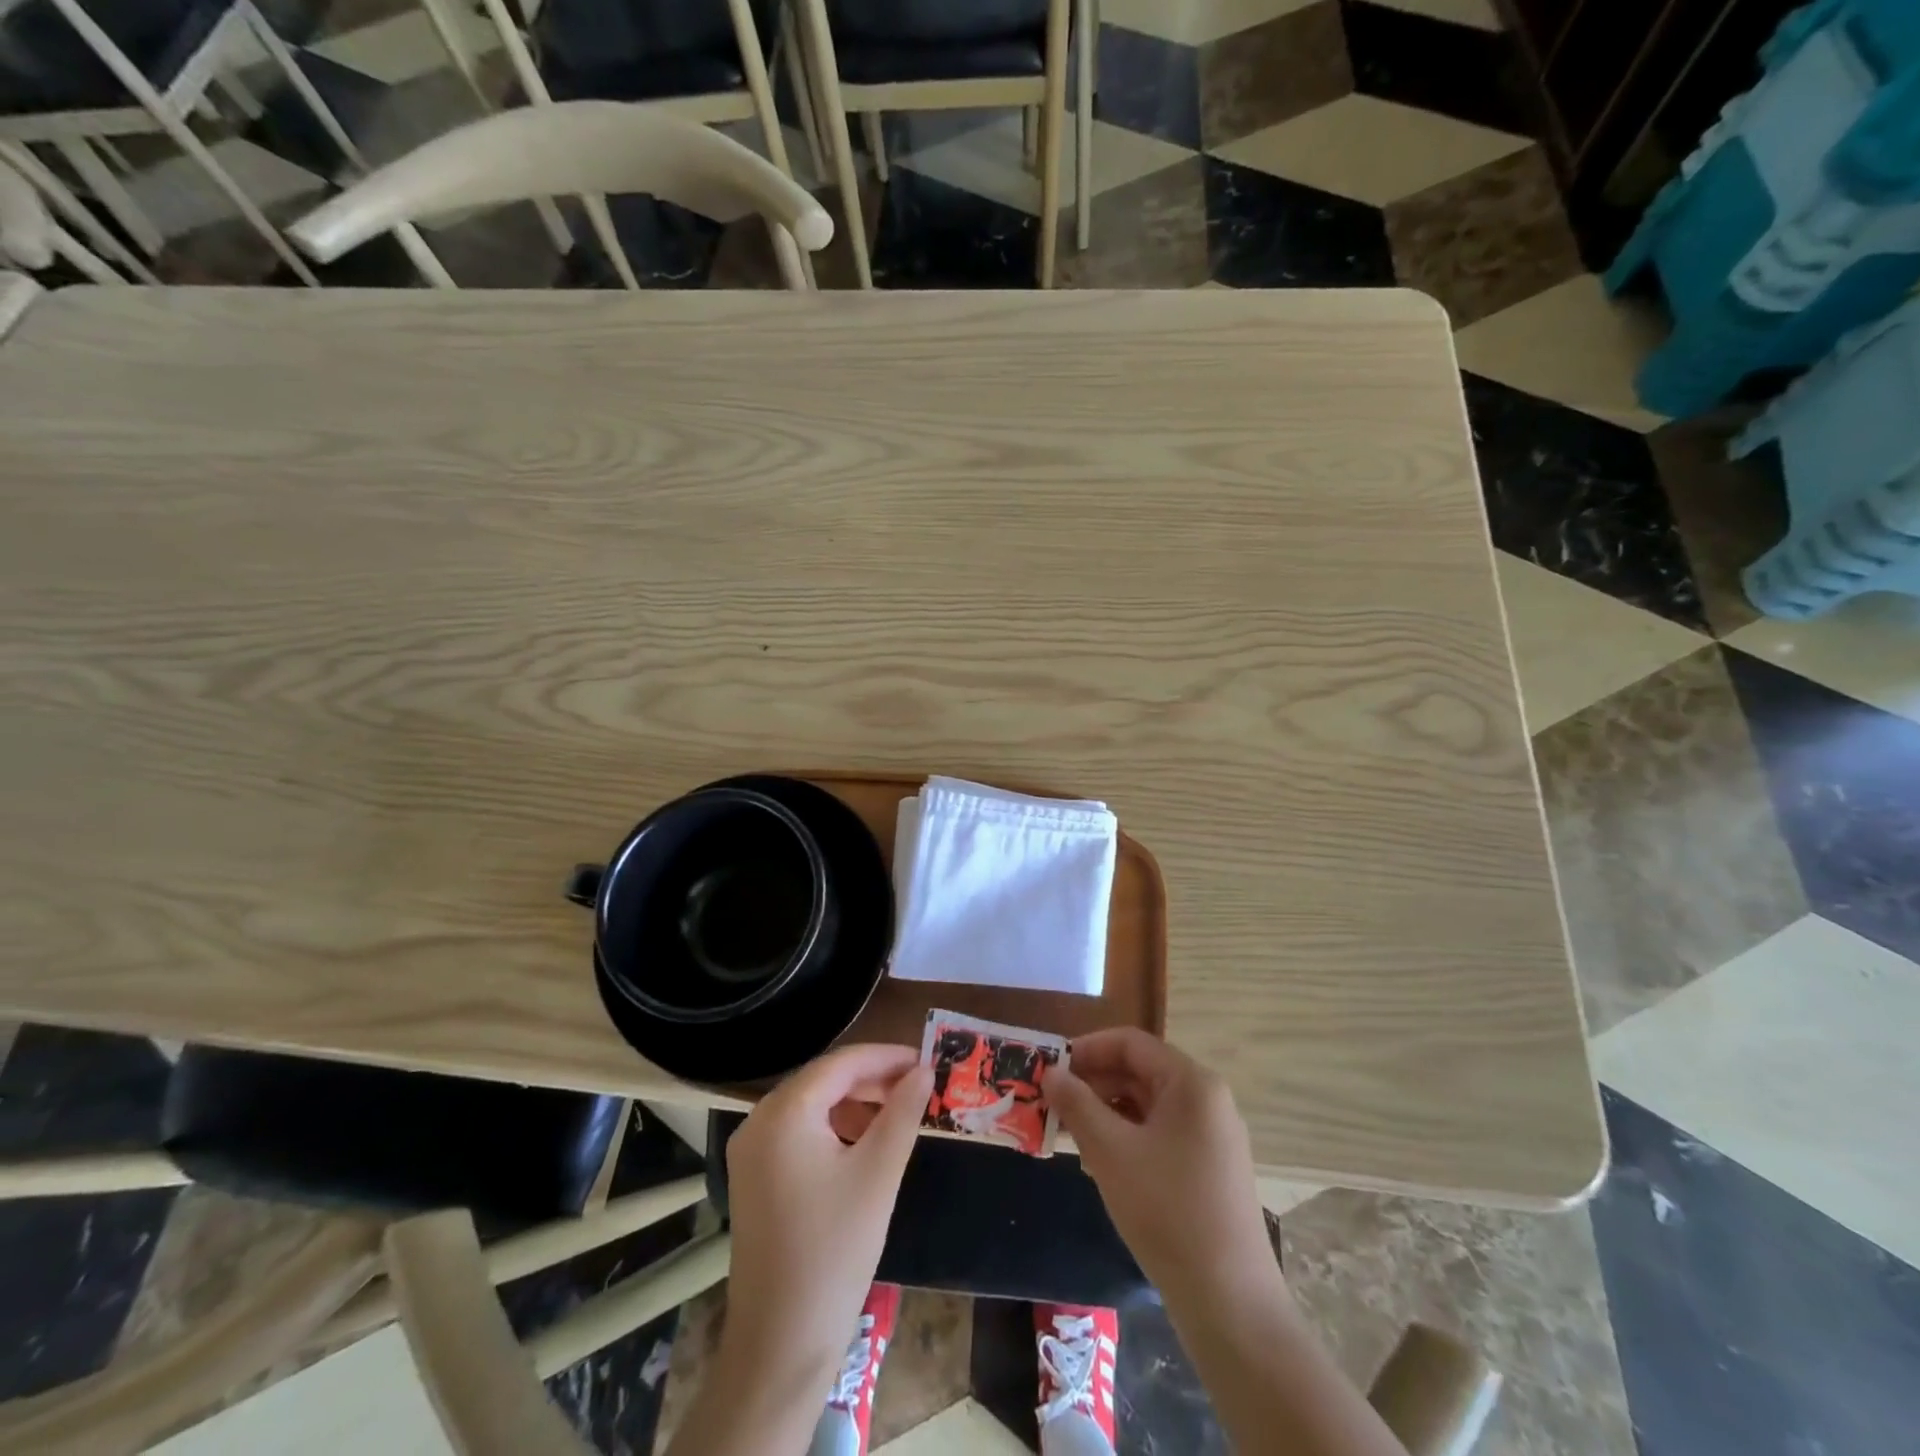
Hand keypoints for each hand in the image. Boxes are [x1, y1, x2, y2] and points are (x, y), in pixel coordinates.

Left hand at [719, 1044, 932, 1395]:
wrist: (780, 1344)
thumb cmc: (835, 1251)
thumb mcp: (879, 1174)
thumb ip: (903, 1112)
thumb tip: (923, 1070)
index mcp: (784, 1113)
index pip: (841, 1063)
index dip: (886, 1057)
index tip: (925, 1060)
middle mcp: (758, 1121)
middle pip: (823, 1081)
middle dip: (871, 1079)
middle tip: (917, 1087)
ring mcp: (750, 1151)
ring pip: (811, 1106)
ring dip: (854, 1103)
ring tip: (897, 1115)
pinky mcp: (753, 1177)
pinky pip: (798, 1133)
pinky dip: (833, 1128)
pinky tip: (863, 1144)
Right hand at [1049, 1028, 1275, 1302]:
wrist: (1230, 1303)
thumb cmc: (1167, 1211)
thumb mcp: (1110, 1152)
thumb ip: (1077, 1105)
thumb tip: (1051, 1073)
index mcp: (1191, 1083)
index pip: (1130, 1043)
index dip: (1087, 1049)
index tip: (1051, 1069)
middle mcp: (1207, 1099)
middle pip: (1140, 1072)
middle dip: (1094, 1083)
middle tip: (1053, 1104)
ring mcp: (1213, 1136)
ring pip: (1148, 1105)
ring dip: (1107, 1112)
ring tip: (1070, 1135)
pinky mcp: (1211, 1168)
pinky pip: (1161, 1133)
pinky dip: (1128, 1137)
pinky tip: (1101, 1163)